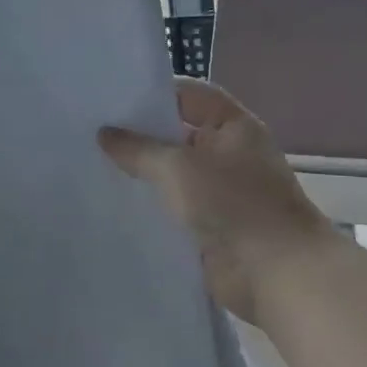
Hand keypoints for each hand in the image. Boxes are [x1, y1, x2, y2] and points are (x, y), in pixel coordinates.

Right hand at [99, 77, 330, 324]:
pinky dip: (149, 205)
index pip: (189, 95)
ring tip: (93, 163)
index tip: (112, 97)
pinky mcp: (209, 225)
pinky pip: (173, 207)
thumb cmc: (233, 204)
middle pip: (177, 134)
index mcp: (233, 127)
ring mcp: (219, 191)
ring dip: (142, 173)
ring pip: (172, 173)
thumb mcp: (178, 167)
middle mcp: (228, 154)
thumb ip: (138, 149)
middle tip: (91, 129)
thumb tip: (104, 133)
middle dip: (140, 134)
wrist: (275, 274)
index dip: (154, 93)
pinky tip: (113, 202)